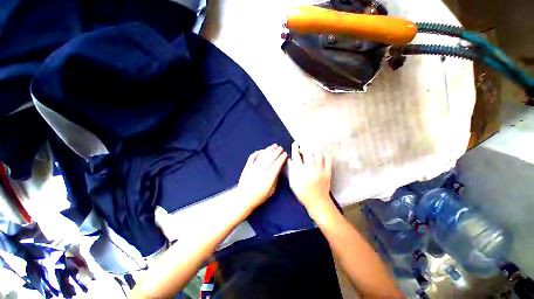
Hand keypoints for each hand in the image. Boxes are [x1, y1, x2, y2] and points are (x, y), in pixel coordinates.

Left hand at [237, 144, 287, 209]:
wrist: (243, 198)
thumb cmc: (258, 196)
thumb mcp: (271, 191)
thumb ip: (275, 180)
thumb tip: (278, 169)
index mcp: (267, 179)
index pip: (276, 165)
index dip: (281, 159)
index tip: (285, 154)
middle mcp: (260, 172)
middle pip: (270, 159)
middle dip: (277, 152)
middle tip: (281, 148)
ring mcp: (252, 168)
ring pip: (262, 156)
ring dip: (269, 150)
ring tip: (274, 146)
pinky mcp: (247, 167)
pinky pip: (252, 157)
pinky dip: (258, 152)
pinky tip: (263, 150)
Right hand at [287, 142, 331, 209]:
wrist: (317, 202)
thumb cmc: (303, 193)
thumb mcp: (293, 183)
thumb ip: (291, 170)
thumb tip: (290, 159)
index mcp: (300, 172)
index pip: (296, 156)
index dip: (295, 147)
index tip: (295, 143)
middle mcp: (310, 169)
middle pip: (308, 153)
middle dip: (305, 145)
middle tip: (304, 141)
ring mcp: (320, 170)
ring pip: (318, 154)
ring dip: (315, 146)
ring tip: (313, 142)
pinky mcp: (328, 172)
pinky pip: (328, 160)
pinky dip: (325, 154)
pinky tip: (322, 150)